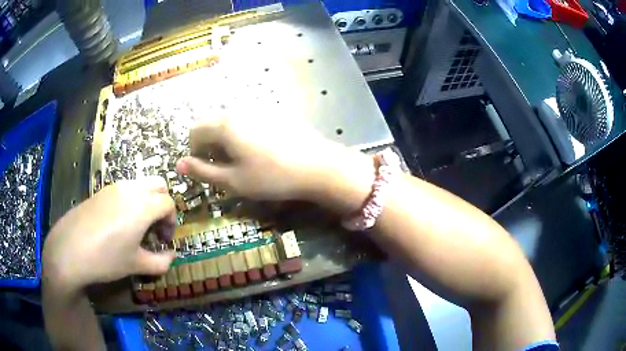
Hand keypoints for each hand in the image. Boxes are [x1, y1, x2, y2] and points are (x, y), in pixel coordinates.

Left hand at [43, 177, 175, 291]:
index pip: (169, 203)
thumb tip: (171, 255)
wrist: (70, 250)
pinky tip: (119, 223)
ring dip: (146, 201)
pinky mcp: (101, 191)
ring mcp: (113, 187)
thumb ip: (161, 262)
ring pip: (140, 184)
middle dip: (162, 204)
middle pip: (158, 185)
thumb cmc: (106, 259)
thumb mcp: (136, 265)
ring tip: (136, 226)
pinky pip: (124, 189)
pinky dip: (131, 201)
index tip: (164, 240)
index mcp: (143, 206)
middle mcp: (130, 189)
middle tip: (155, 227)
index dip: (172, 222)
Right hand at [176, 111, 375, 210]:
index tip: (205, 168)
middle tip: (224, 167)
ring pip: (231, 121)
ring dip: (227, 139)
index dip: (194, 151)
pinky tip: (261, 150)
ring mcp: (259, 108)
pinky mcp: (275, 111)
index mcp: (224, 124)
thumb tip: (179, 164)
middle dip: (210, 145)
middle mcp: (239, 109)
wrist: (318, 166)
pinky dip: (244, 133)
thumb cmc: (271, 177)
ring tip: (243, 160)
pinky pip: (249, 119)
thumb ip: (202, 171)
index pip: (194, 130)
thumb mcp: (233, 181)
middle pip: (212, 123)